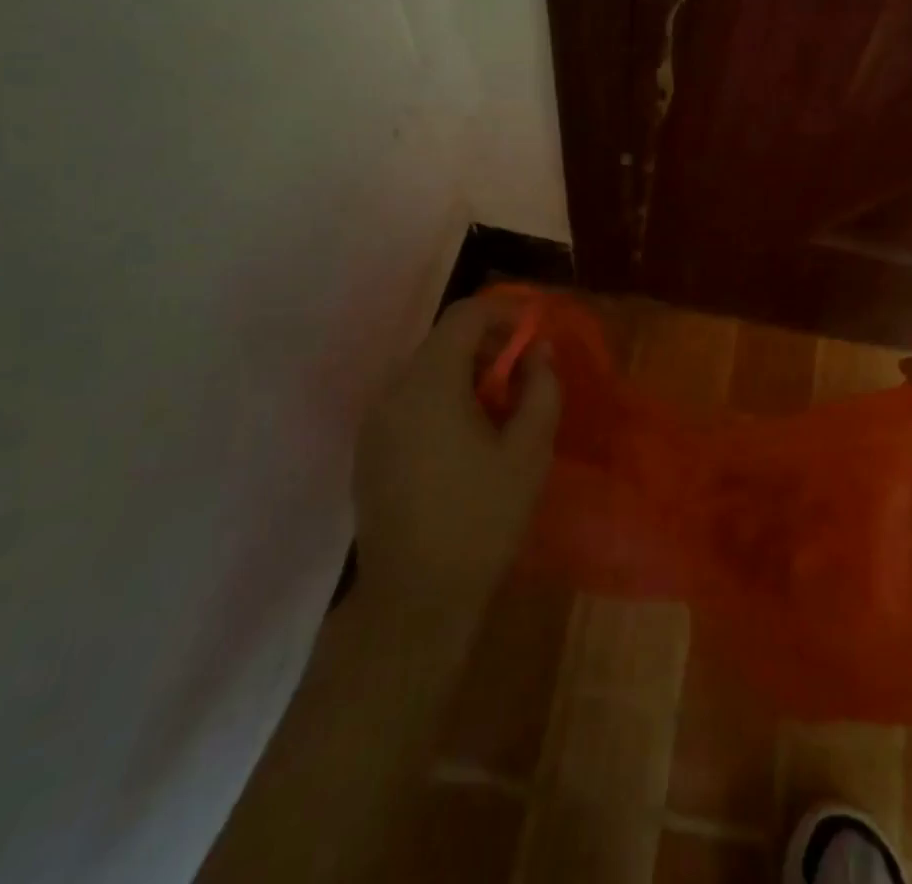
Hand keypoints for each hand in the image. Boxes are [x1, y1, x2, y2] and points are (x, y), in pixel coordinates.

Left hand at [352, 293, 559, 631]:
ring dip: (467, 372)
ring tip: (502, 407)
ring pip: (426, 371)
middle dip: (489, 344)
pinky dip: (444, 397)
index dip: (504, 311)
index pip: (465, 315)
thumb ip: (541, 388)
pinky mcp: (370, 450)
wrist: (415, 601)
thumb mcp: (529, 451)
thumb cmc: (481, 519)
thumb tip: (539, 350)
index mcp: (429, 384)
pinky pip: (411, 401)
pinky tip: (468, 437)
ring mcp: (375, 423)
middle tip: (526, 372)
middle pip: (444, 341)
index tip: (536, 328)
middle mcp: (393, 392)